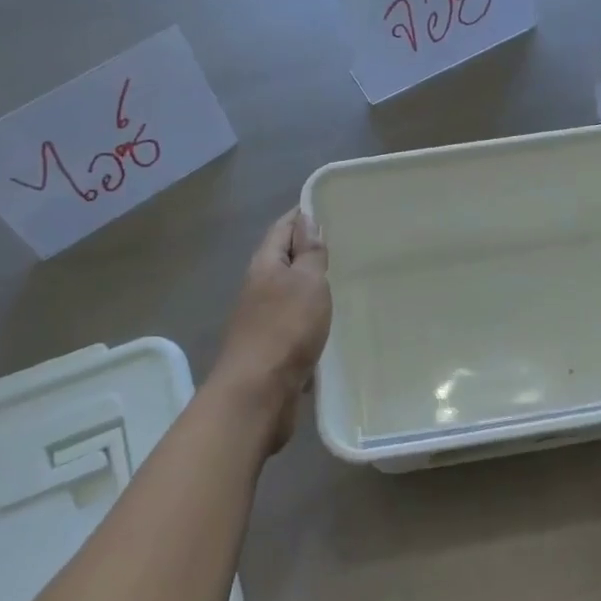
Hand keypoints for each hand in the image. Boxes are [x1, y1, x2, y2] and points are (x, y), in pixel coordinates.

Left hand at [210, 209, 331, 452]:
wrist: (257, 393)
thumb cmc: (285, 329)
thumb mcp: (307, 282)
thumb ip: (310, 253)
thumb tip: (307, 221)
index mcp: (265, 265)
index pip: (282, 228)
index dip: (301, 215)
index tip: (326, 206)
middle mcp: (259, 288)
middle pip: (283, 259)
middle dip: (307, 249)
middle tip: (343, 242)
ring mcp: (262, 320)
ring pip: (289, 292)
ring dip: (309, 284)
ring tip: (341, 279)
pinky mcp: (272, 348)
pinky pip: (294, 321)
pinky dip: (310, 315)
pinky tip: (329, 321)